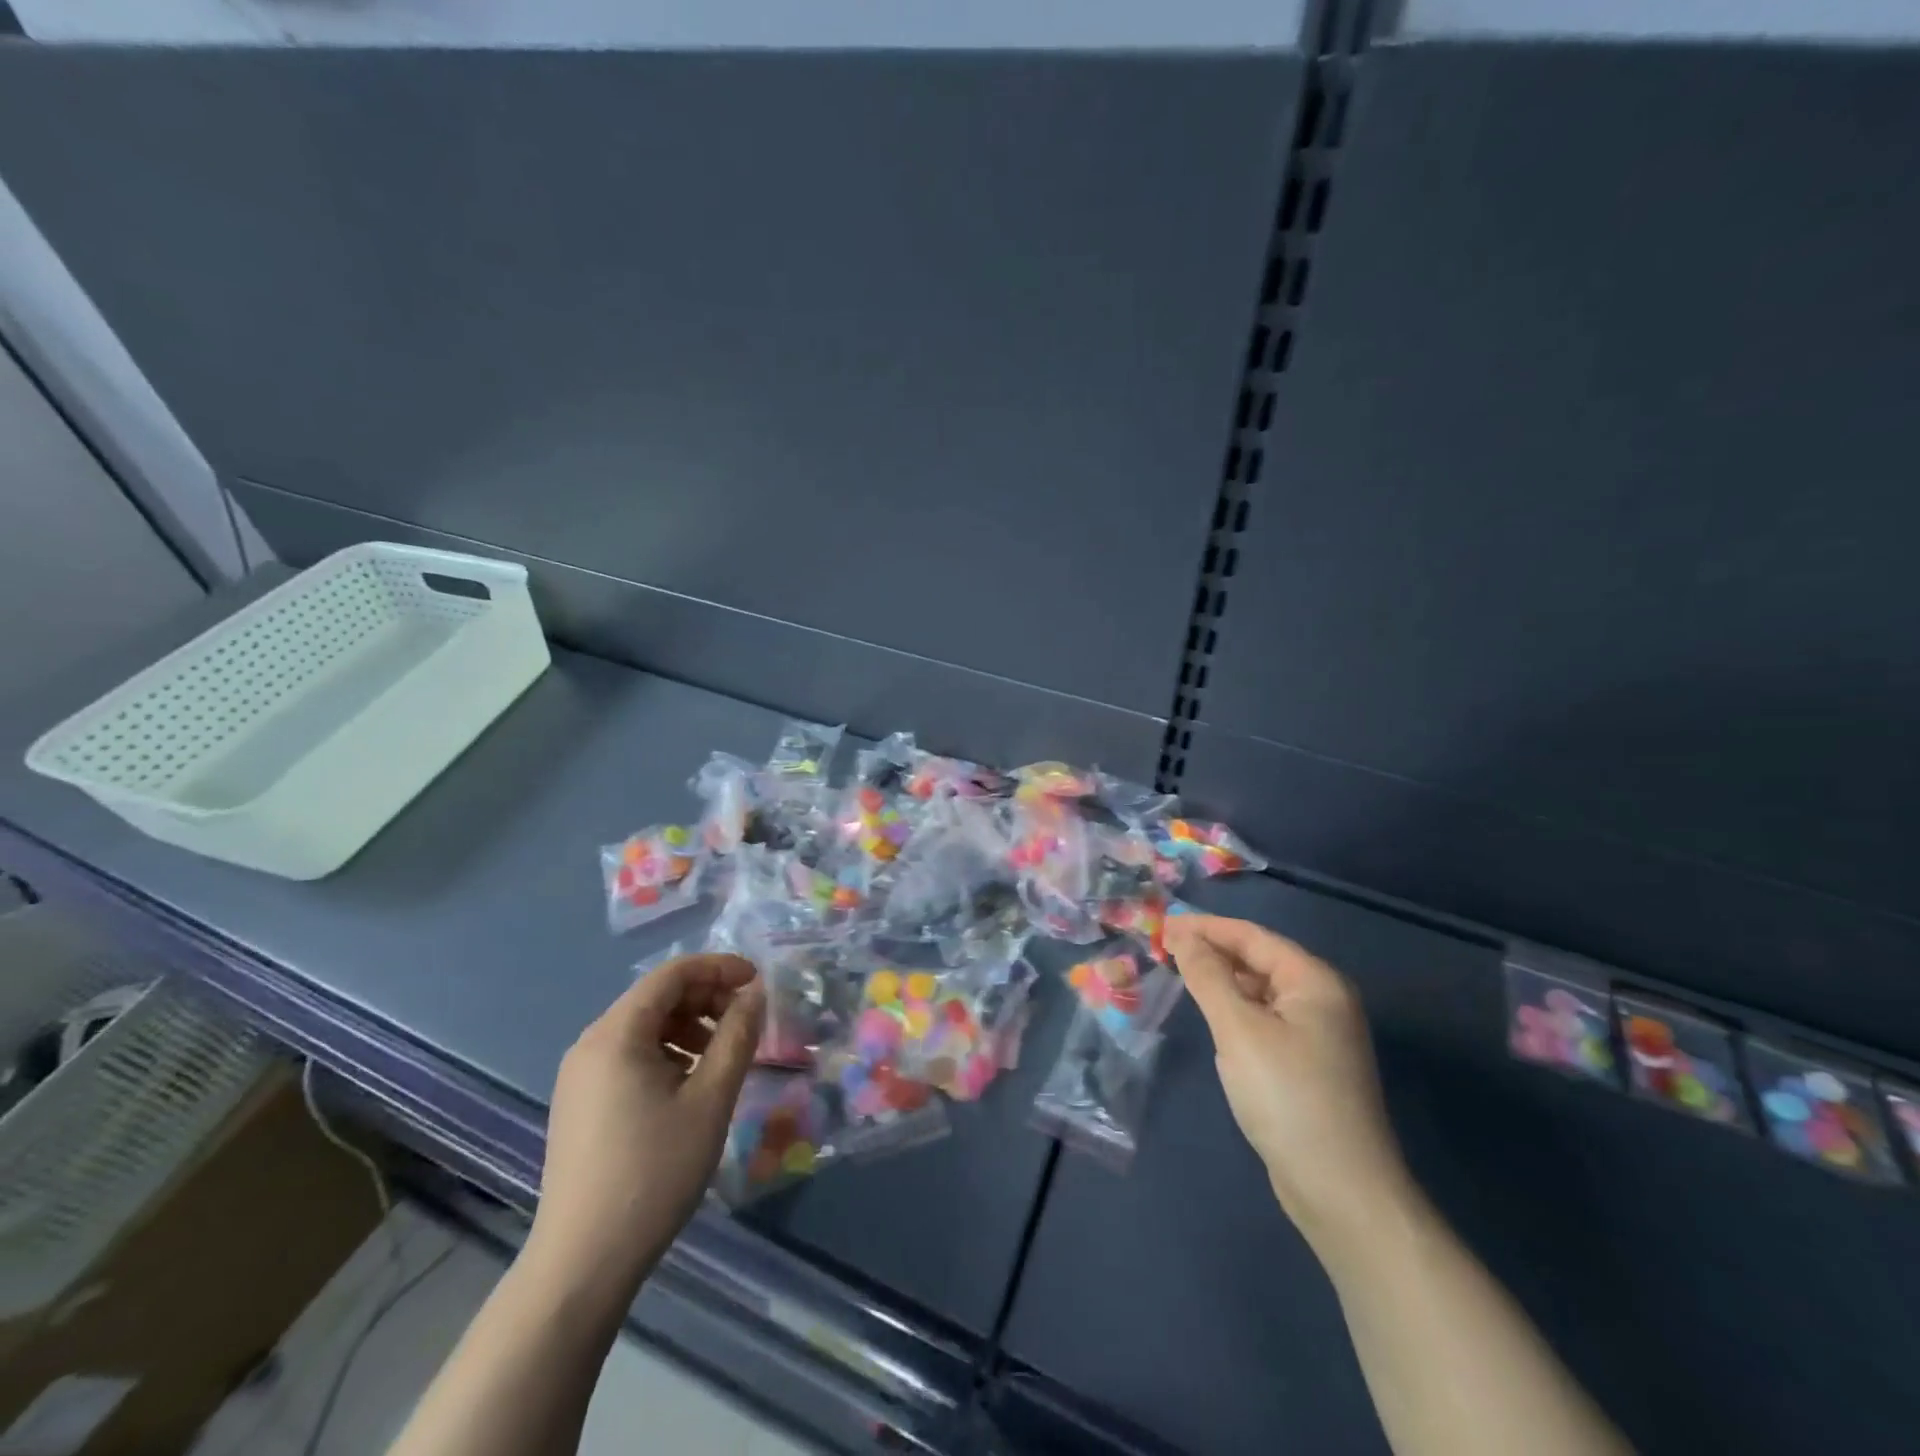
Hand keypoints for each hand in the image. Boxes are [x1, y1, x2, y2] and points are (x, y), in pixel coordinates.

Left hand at [527, 954, 764, 1293]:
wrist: (584, 1263)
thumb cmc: (655, 1171)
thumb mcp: (711, 1098)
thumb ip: (738, 1036)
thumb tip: (755, 994)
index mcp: (616, 1034)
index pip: (673, 974)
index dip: (720, 968)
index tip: (758, 983)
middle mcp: (591, 1043)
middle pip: (657, 997)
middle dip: (707, 998)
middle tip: (747, 1022)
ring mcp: (580, 1076)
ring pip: (644, 1026)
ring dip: (690, 1027)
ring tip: (723, 1057)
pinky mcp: (580, 1103)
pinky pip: (630, 1055)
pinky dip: (667, 1053)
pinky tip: (690, 1085)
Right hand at [1166, 915, 1414, 1257]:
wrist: (1341, 1191)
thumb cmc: (1287, 1097)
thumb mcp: (1238, 1030)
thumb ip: (1208, 976)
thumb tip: (1182, 936)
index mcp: (1315, 980)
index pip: (1252, 936)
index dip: (1205, 927)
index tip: (1161, 924)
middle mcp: (1323, 998)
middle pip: (1259, 959)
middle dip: (1211, 950)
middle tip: (1163, 948)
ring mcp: (1320, 1033)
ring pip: (1261, 990)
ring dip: (1221, 979)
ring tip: (1179, 974)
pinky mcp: (1309, 1063)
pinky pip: (1265, 1018)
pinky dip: (1235, 1008)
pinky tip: (1211, 1015)